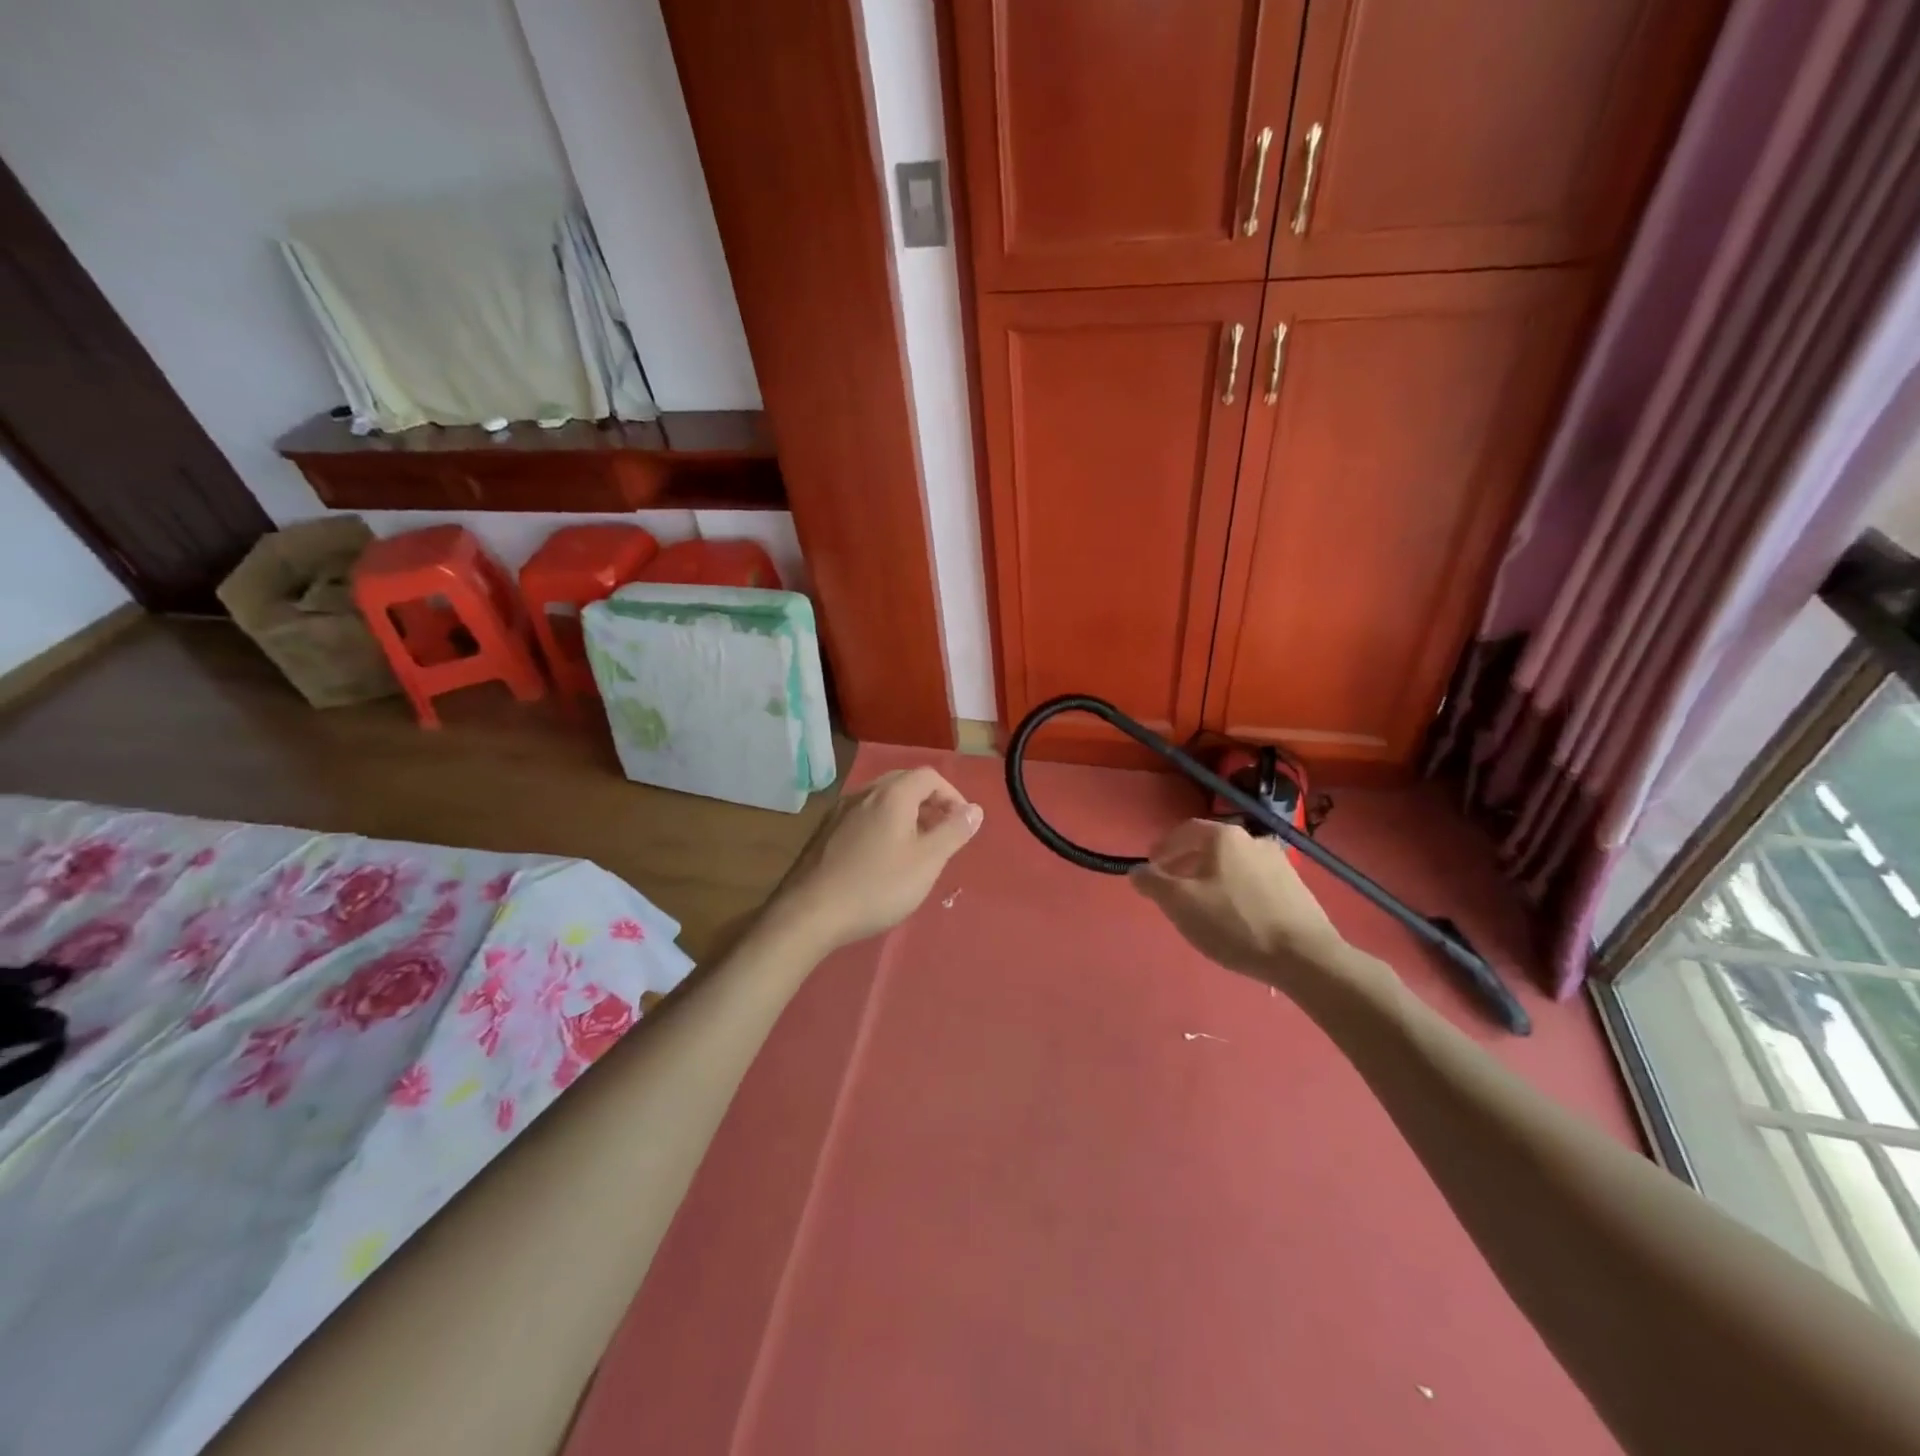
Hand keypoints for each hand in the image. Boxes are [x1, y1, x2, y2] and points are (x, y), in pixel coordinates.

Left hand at [767, 768, 983, 953]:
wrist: (809, 913)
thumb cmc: (876, 886)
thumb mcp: (926, 862)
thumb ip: (954, 832)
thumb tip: (975, 810)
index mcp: (892, 795)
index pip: (929, 776)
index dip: (952, 795)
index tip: (961, 825)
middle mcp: (864, 793)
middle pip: (904, 783)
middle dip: (929, 802)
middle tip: (942, 833)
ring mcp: (840, 811)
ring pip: (882, 800)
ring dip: (906, 814)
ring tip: (916, 847)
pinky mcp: (825, 832)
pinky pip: (863, 815)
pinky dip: (883, 825)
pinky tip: (882, 858)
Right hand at [1129, 819, 1347, 984]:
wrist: (1305, 956)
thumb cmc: (1234, 923)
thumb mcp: (1180, 903)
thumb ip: (1152, 883)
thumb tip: (1138, 871)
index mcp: (1224, 836)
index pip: (1184, 831)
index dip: (1163, 848)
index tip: (1151, 868)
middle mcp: (1253, 839)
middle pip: (1209, 847)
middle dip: (1186, 864)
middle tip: (1172, 889)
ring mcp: (1279, 863)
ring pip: (1232, 865)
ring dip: (1212, 879)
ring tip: (1201, 906)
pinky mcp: (1296, 888)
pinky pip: (1254, 882)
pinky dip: (1236, 891)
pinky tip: (1234, 917)